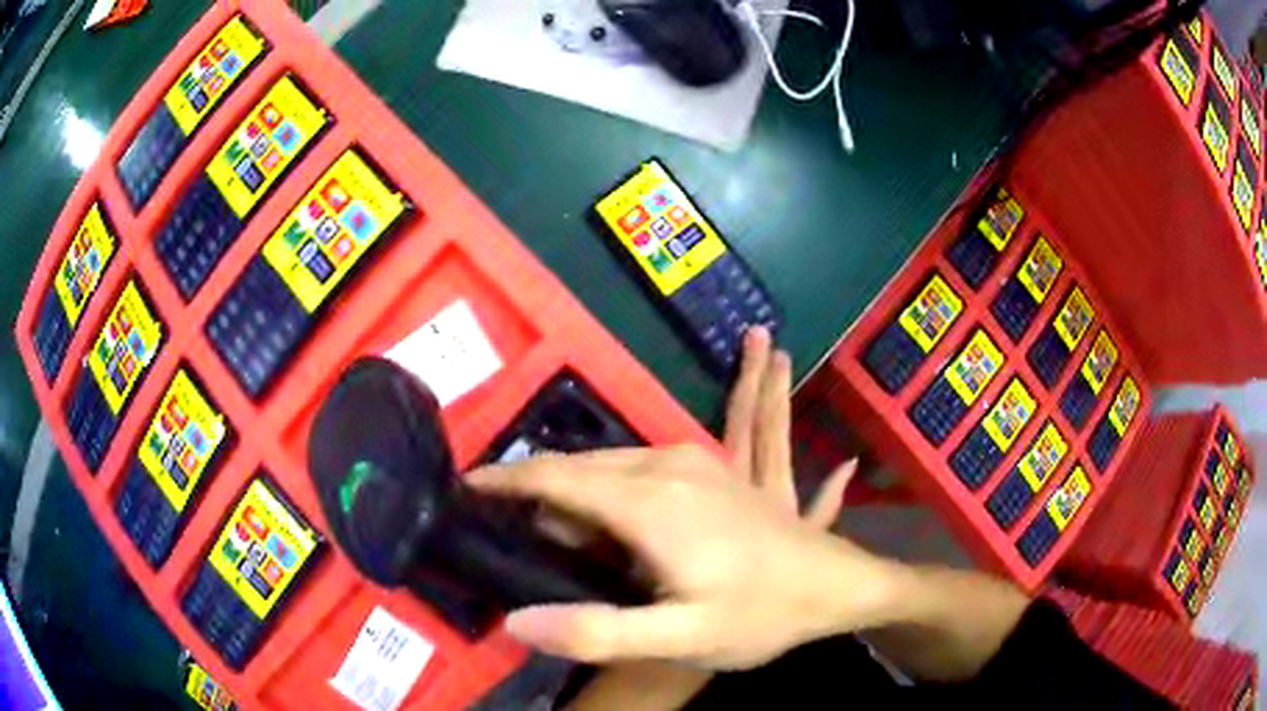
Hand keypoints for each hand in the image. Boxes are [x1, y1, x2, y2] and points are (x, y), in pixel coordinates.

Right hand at [468, 332, 898, 668]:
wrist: (833, 581)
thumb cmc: (761, 612)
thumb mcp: (682, 638)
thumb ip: (597, 632)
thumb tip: (515, 620)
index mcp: (649, 500)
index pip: (554, 477)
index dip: (505, 481)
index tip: (465, 486)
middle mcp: (664, 462)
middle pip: (577, 470)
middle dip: (542, 502)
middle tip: (535, 557)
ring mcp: (689, 459)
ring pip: (605, 468)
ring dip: (578, 503)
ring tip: (583, 559)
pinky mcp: (704, 468)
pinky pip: (634, 471)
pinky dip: (608, 497)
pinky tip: (620, 538)